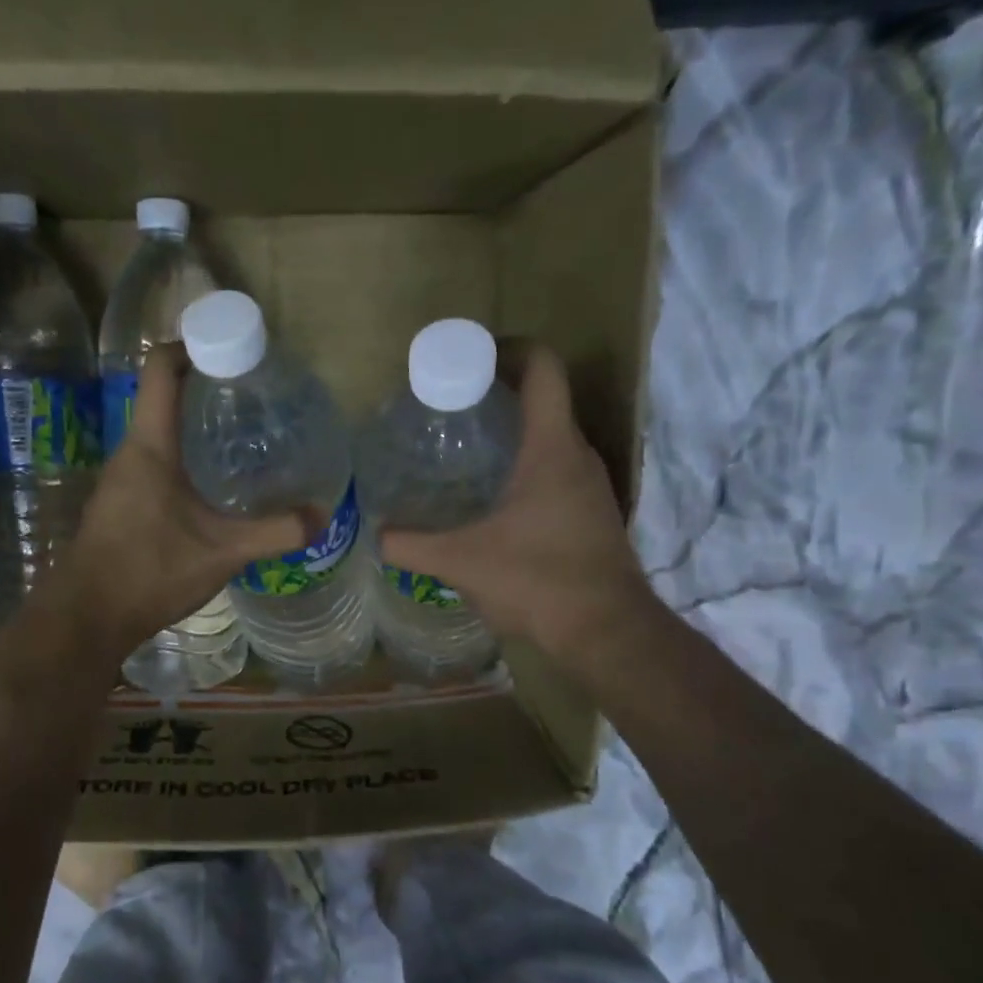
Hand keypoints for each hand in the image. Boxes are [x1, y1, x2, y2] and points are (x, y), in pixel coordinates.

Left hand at [56, 345, 312, 655]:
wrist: (88, 617)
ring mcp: (123, 479)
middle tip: (256, 395)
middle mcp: (131, 452)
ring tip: (245, 435)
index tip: (235, 348)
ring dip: (197, 425)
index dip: (194, 343)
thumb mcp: (222, 552)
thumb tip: (323, 515)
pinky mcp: (123, 504)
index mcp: (150, 445)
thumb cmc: (150, 571)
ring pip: (162, 433)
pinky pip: (157, 462)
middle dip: (208, 386)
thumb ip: (275, 532)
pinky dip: (187, 458)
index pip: (160, 366)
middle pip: (164, 395)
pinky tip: (217, 484)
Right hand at [378, 342, 656, 659]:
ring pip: (552, 439)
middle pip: (545, 400)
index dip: (508, 350)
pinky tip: (494, 500)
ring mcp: (591, 486)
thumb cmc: (536, 580)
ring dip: (514, 434)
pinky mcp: (592, 514)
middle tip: (450, 409)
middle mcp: (578, 455)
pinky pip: (557, 471)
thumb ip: (412, 545)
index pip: (542, 369)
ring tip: (465, 452)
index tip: (469, 359)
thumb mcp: (461, 561)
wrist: (606, 631)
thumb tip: (377, 534)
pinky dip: (526, 467)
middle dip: (499, 394)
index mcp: (551, 447)